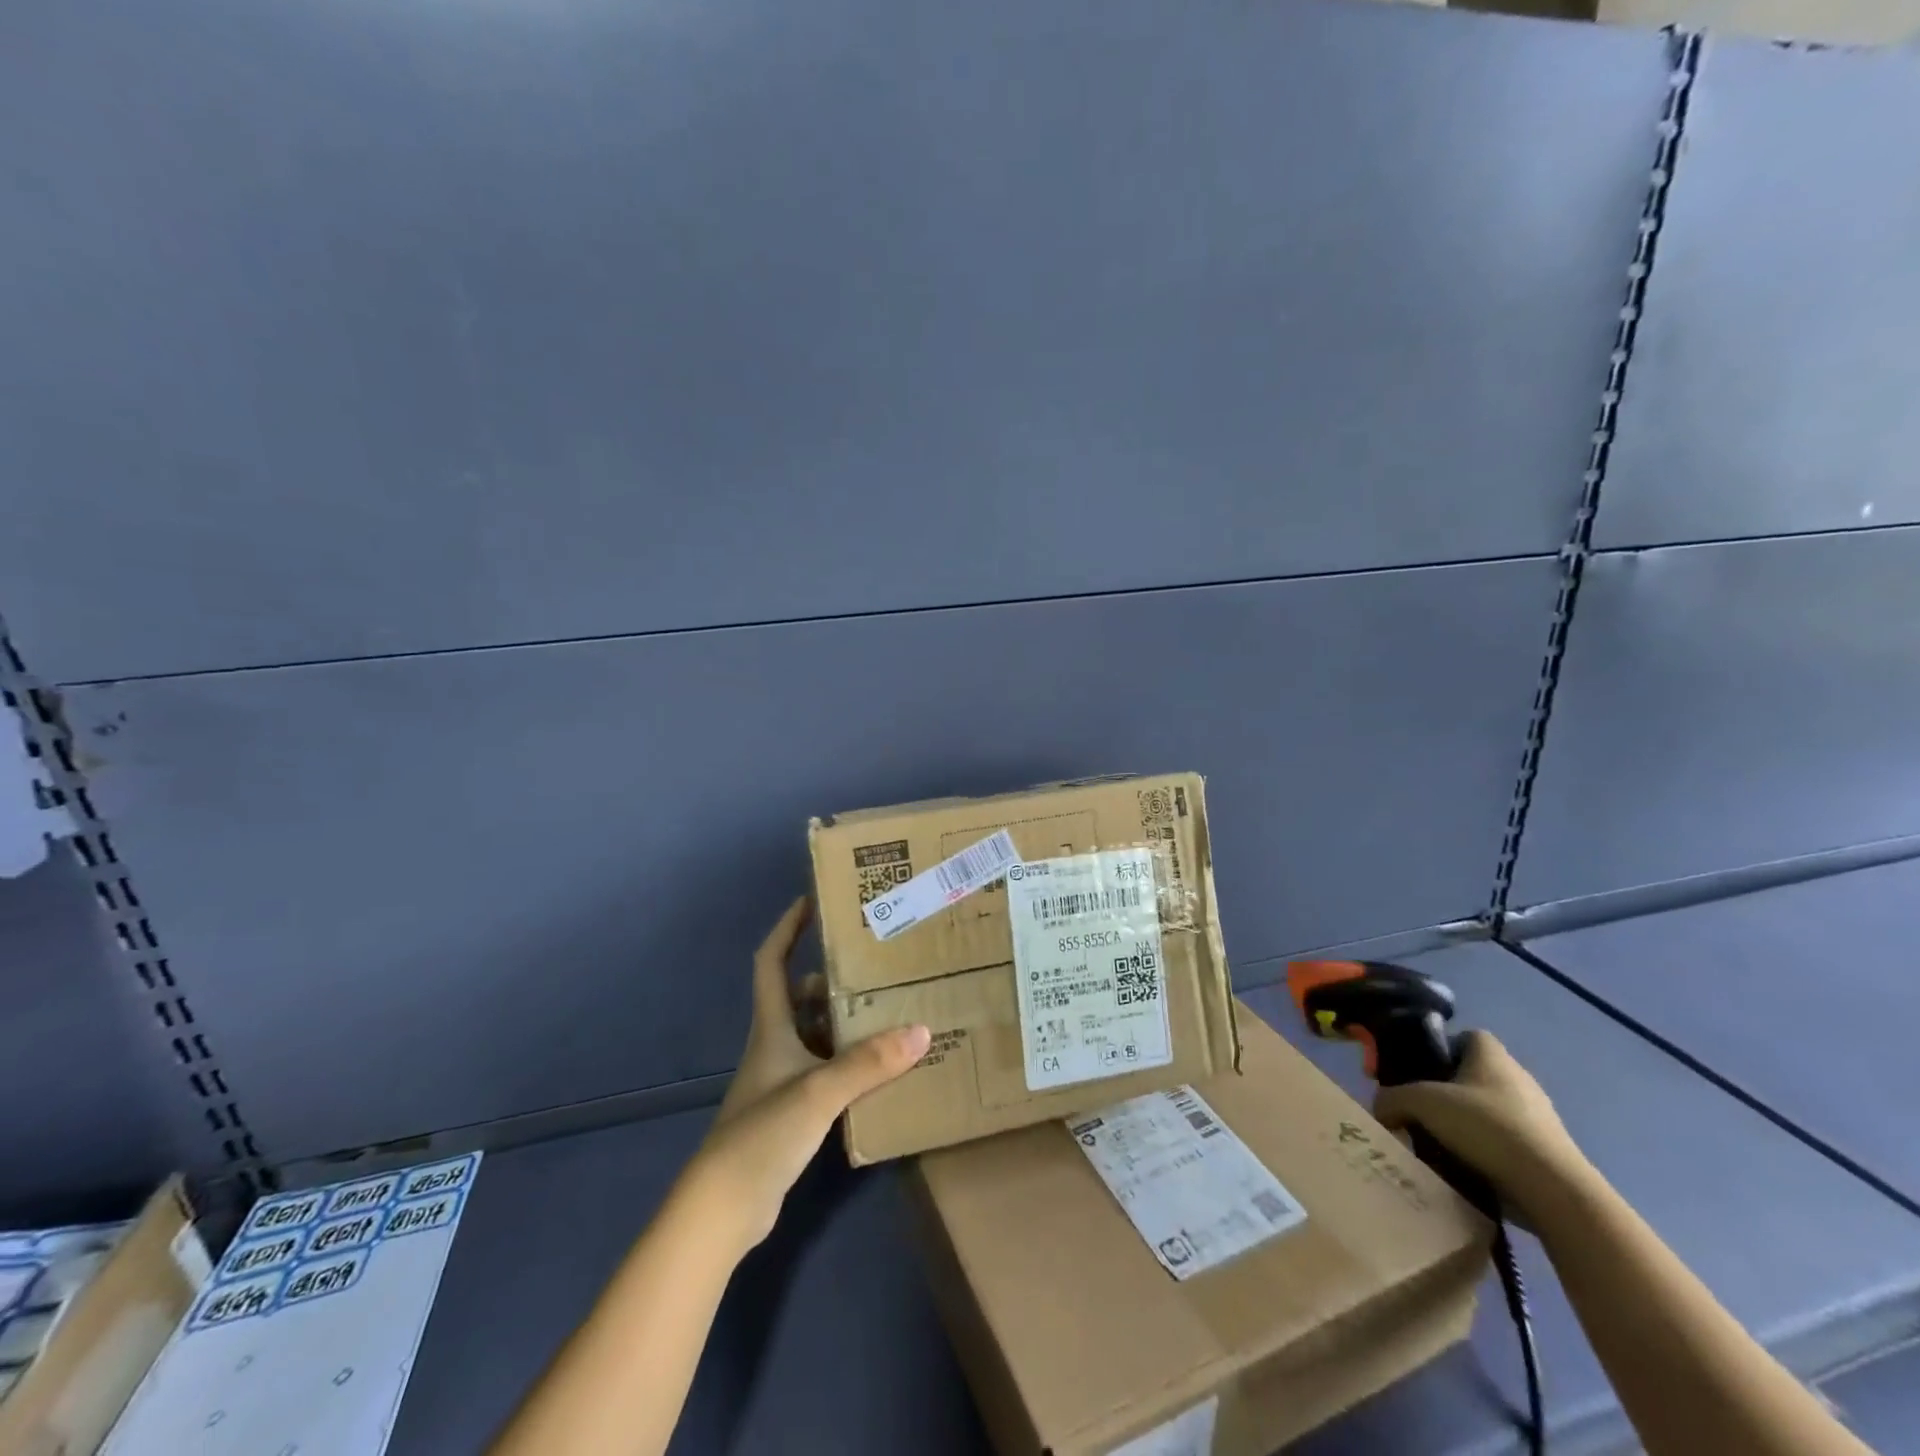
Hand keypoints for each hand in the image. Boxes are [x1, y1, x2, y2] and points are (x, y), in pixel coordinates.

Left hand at [684, 897, 929, 1253]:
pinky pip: (827, 1071)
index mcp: (772, 1027)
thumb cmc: (762, 1134)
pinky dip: (850, 1063)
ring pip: (817, 1035)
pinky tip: (881, 1069)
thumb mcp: (818, 1091)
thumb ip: (868, 1063)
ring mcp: (783, 1081)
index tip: (812, 901)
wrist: (723, 1209)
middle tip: (875, 963)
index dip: (787, 928)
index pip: (771, 962)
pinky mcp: (793, 1113)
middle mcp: (775, 1046)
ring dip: (846, 1022)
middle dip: (832, 977)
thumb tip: (922, 1030)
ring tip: (890, 1009)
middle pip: (801, 997)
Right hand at [1372, 1031, 1589, 1226]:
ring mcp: (1539, 1117)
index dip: (1441, 1049)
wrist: (1553, 1190)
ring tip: (1439, 1144)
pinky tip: (1465, 1168)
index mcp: (1492, 1054)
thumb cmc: (1486, 1126)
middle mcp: (1519, 1078)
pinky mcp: (1549, 1152)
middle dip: (1447, 1092)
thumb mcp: (1421, 1103)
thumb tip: (1380, 1109)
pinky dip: (1486, 1152)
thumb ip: (1391, 1099)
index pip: (1466, 1037)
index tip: (1420, 1072)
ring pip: (1489, 1111)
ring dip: (1466, 1125)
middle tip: (1421, 1111)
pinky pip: (1506, 1143)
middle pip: (1473, 1076)